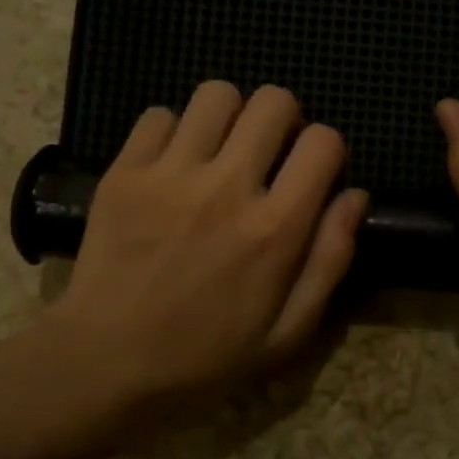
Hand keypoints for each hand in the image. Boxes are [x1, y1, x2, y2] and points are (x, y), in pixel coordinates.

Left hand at [49, 82, 367, 413]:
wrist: (104, 364)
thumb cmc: (205, 358)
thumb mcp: (288, 333)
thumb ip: (330, 260)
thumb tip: (354, 196)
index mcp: (276, 228)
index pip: (324, 141)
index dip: (327, 149)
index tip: (312, 173)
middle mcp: (228, 187)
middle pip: (274, 101)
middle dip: (283, 120)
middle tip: (267, 154)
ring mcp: (171, 174)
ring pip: (217, 94)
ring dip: (229, 117)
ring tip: (219, 151)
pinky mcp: (124, 172)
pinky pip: (159, 115)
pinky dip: (173, 133)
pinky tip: (171, 167)